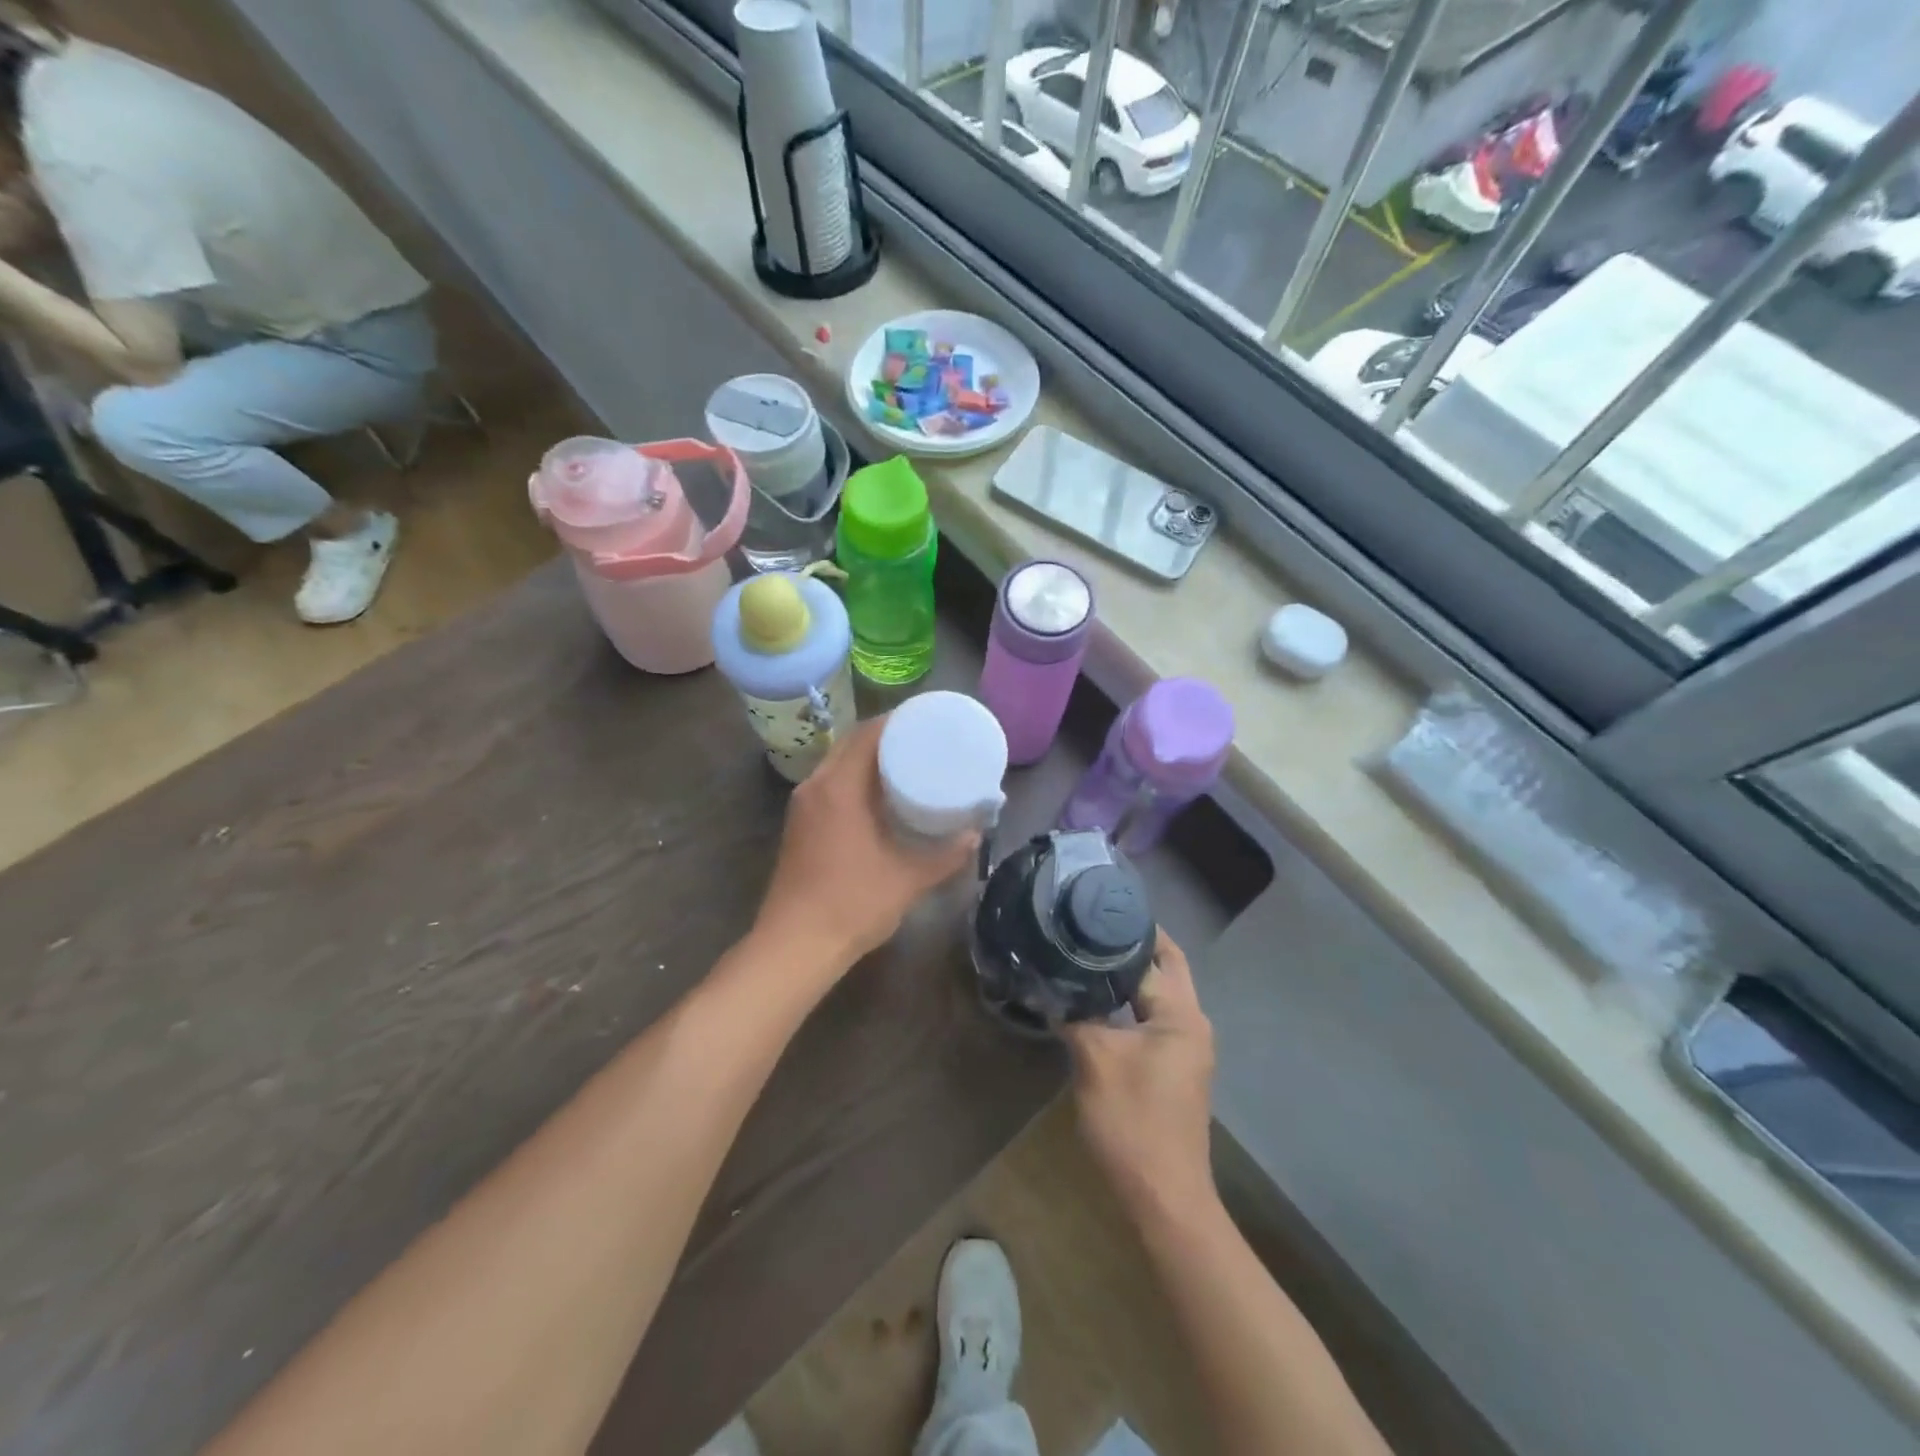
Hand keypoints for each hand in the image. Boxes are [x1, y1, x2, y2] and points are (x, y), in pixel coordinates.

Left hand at [753, 715, 977, 976]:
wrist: (795, 945)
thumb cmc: (852, 904)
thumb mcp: (908, 878)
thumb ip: (946, 854)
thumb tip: (976, 834)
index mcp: (839, 787)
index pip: (867, 733)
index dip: (898, 720)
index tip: (929, 718)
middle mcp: (816, 786)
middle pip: (851, 743)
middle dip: (886, 735)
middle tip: (925, 738)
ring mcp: (803, 806)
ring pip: (838, 763)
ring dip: (868, 756)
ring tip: (908, 761)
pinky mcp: (800, 825)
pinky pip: (830, 784)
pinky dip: (855, 777)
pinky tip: (880, 795)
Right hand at [1065, 930, 1217, 1224]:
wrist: (1163, 1197)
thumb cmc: (1132, 1122)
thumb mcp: (1094, 1060)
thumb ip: (1074, 1015)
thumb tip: (1048, 984)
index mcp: (1181, 1015)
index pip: (1153, 955)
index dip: (1124, 931)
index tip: (1090, 908)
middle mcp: (1192, 1023)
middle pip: (1165, 967)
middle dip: (1133, 944)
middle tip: (1090, 925)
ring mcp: (1186, 1046)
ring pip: (1158, 993)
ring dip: (1129, 973)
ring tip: (1086, 954)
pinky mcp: (1174, 1065)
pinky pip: (1153, 1016)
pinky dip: (1129, 1000)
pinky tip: (1096, 998)